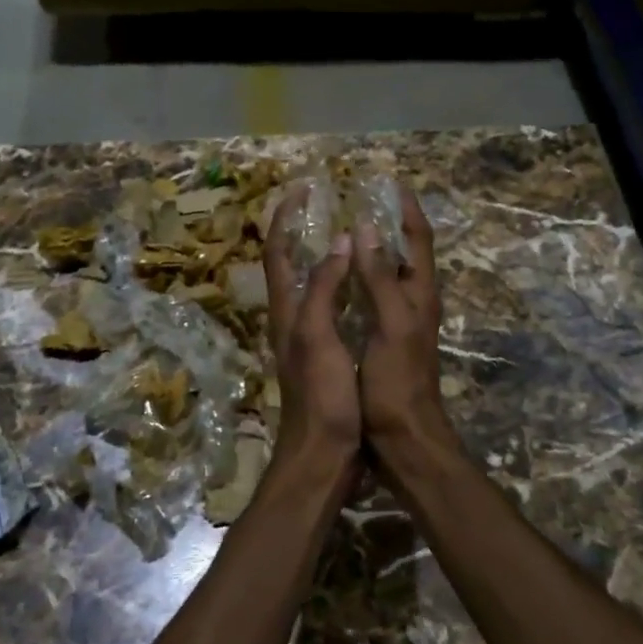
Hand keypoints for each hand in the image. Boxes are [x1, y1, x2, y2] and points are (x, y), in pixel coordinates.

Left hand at [262, 189, 360, 477]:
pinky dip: (344, 285)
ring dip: (325, 255)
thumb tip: (340, 240)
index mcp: (287, 311)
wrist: (324, 454)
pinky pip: (333, 306)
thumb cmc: (321, 396)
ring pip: (313, 284)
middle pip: (291, 264)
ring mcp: (310, 337)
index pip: (278, 252)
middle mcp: (294, 318)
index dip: (285, 218)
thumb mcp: (319, 336)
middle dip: (303, 230)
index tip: (303, 189)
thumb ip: (325, 288)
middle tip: (329, 205)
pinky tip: (364, 284)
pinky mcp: (328, 354)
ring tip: (351, 233)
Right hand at [349, 185, 452, 461]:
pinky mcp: (384, 338)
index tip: (391, 184)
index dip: (408, 210)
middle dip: (388, 224)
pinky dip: (360, 277)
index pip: (419, 240)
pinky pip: (373, 296)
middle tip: (360, 201)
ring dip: (373, 249)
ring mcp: (400, 321)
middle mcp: (413, 302)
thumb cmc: (397, 381)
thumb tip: (367, 228)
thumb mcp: (390, 325)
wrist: (403, 436)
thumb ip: (379, 278)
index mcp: (420, 294)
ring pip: (388, 274)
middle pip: (405, 252)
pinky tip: (339, 278)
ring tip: (346, 229)